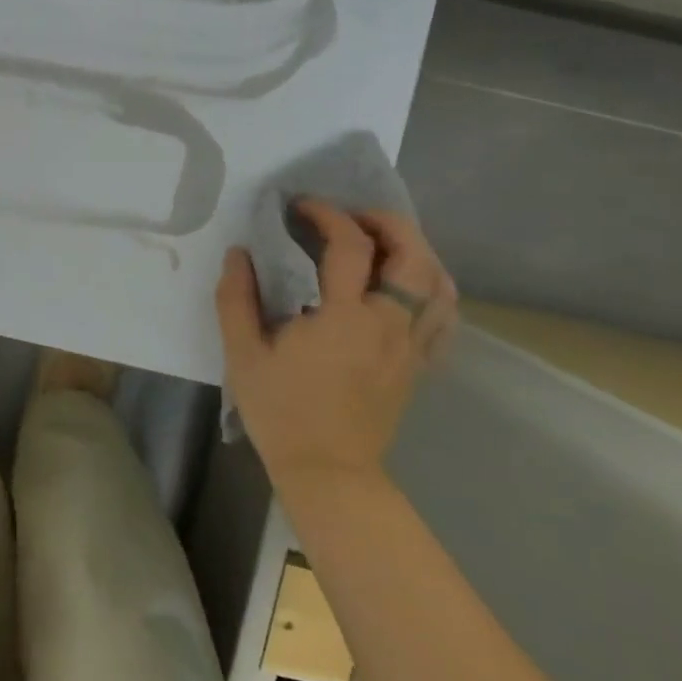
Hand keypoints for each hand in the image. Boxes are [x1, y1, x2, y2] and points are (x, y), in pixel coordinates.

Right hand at [216, 200, 457, 505]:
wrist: (328, 472)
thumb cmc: (281, 411)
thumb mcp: (243, 353)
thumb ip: (237, 298)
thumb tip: (238, 254)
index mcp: (345, 318)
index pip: (351, 246)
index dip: (328, 215)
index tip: (301, 208)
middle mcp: (389, 325)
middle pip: (415, 256)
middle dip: (387, 223)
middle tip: (351, 217)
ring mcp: (411, 347)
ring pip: (441, 285)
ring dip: (416, 251)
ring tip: (381, 245)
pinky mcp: (420, 366)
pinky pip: (445, 318)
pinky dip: (432, 290)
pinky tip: (405, 287)